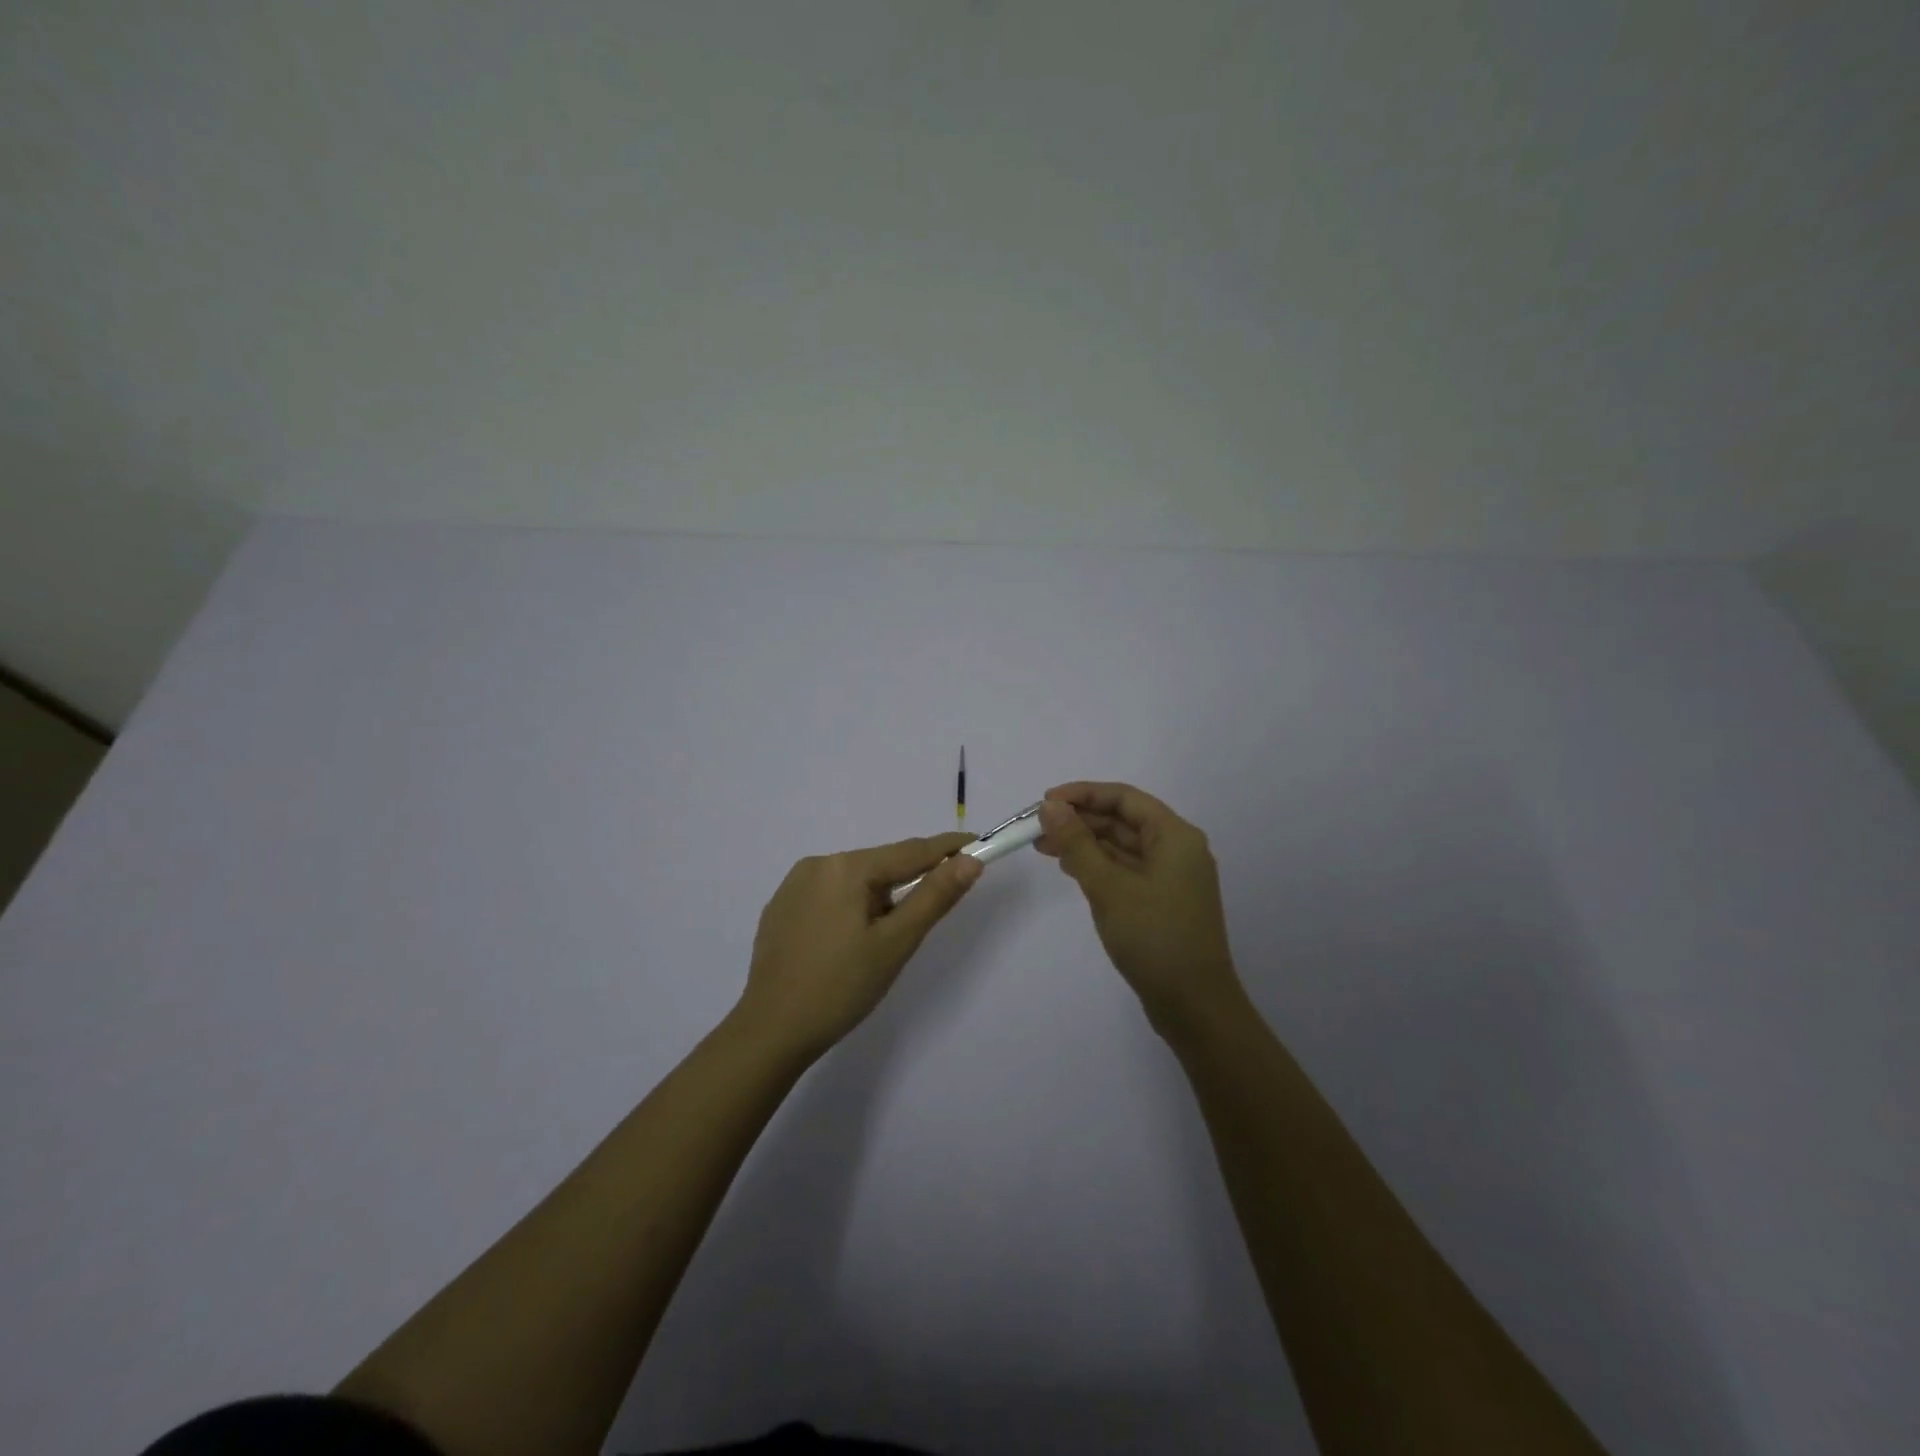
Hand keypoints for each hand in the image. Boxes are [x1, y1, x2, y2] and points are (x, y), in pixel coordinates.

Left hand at [736, 832, 981, 1057]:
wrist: (770, 1032)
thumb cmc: (841, 988)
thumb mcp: (896, 943)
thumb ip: (935, 897)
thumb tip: (970, 861)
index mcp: (846, 867)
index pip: (910, 851)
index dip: (947, 849)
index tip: (978, 844)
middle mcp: (817, 864)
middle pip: (879, 866)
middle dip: (907, 885)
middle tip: (922, 922)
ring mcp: (792, 886)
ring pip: (854, 882)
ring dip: (877, 901)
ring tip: (877, 947)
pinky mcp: (780, 909)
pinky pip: (828, 897)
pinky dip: (849, 910)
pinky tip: (845, 946)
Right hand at [1036, 782, 1244, 1031]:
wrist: (1194, 1005)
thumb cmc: (1153, 937)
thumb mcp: (1108, 886)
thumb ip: (1077, 843)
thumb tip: (1050, 806)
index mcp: (1175, 836)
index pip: (1124, 798)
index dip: (1082, 794)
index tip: (1044, 803)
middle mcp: (1177, 849)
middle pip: (1123, 820)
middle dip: (1079, 821)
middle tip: (1036, 829)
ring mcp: (1171, 877)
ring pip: (1122, 846)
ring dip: (1085, 843)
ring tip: (1044, 848)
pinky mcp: (1162, 901)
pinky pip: (1126, 869)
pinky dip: (1098, 865)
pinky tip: (1071, 869)